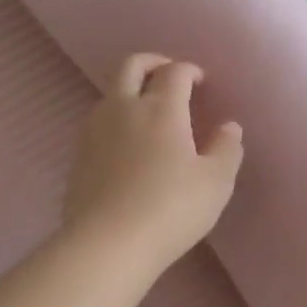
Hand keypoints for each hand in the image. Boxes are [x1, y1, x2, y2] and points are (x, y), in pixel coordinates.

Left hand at [63, 53, 244, 269]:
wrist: (107, 243)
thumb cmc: (170, 209)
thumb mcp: (215, 183)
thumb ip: (226, 149)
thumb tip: (228, 126)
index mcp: (161, 108)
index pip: (175, 72)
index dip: (189, 70)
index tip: (200, 81)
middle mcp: (124, 108)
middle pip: (132, 66)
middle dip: (154, 62)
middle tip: (169, 74)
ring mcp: (95, 130)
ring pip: (111, 92)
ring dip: (130, 90)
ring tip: (147, 111)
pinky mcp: (79, 154)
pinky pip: (98, 121)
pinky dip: (115, 118)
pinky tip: (125, 142)